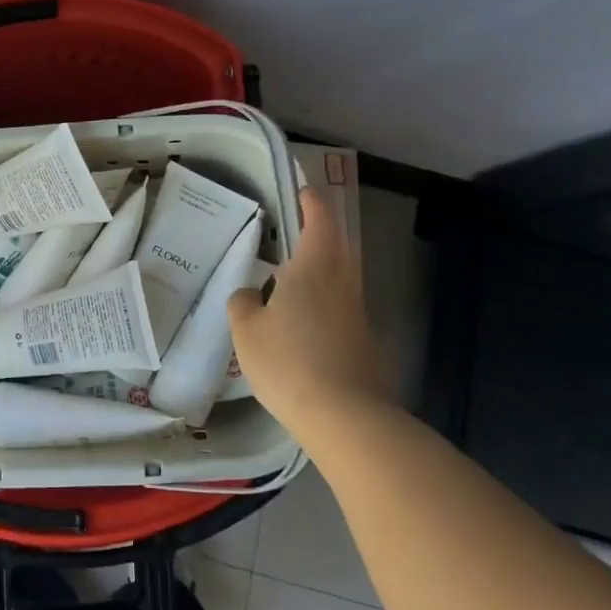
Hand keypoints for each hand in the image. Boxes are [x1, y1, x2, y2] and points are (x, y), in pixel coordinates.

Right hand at [228, 187, 396, 445]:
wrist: (346, 418)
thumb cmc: (289, 361)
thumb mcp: (247, 330)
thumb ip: (244, 303)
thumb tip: (252, 295)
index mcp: (314, 268)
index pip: (319, 221)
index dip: (311, 203)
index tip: (303, 192)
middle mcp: (342, 284)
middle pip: (337, 248)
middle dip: (320, 236)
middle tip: (295, 236)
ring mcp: (359, 316)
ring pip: (341, 281)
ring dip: (321, 274)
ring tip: (292, 285)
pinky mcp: (366, 345)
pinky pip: (342, 312)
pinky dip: (325, 309)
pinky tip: (304, 331)